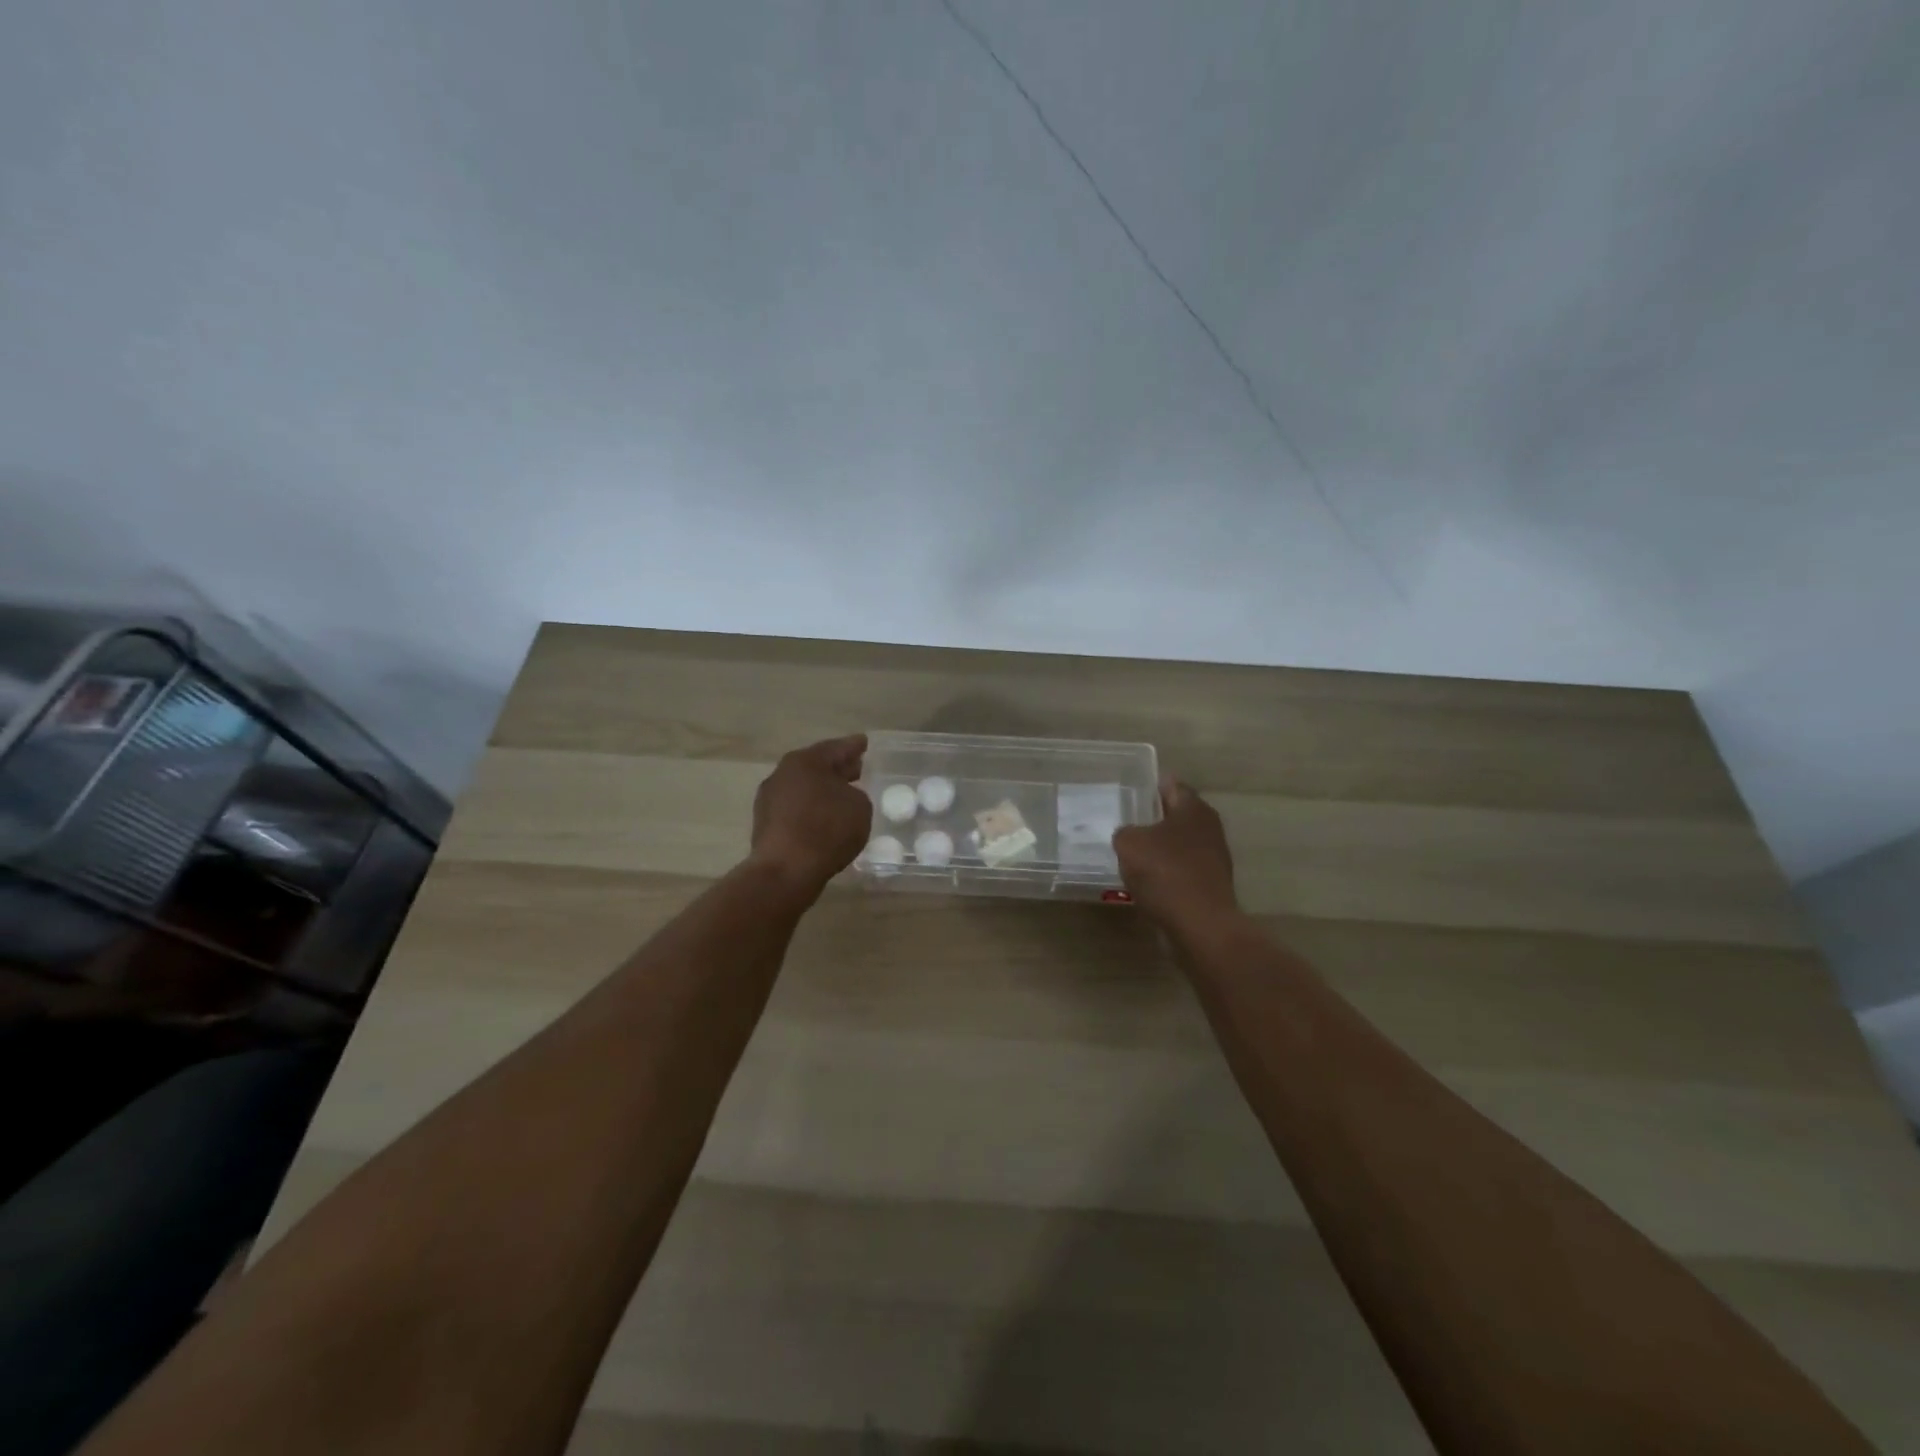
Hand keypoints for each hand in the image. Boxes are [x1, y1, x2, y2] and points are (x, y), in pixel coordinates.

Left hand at [747, 734, 870, 899]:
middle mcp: (783, 774)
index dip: (854, 746)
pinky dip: (812, 810)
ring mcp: (770, 800)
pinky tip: (826, 820)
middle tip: (858, 769)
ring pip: (804, 788)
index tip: (864, 743)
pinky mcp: (766, 825)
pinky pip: (796, 810)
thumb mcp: (860, 807)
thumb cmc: (827, 830)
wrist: (785, 871)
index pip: (836, 748)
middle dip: (838, 768)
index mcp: (805, 761)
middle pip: (816, 766)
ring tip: (844, 797)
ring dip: (823, 791)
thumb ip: (856, 795)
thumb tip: (844, 798)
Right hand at [1113, 777, 1238, 925]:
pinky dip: (1166, 871)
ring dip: (1160, 847)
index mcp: (1193, 808)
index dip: (1152, 786)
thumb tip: (1128, 836)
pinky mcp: (1211, 885)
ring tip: (1132, 853)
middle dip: (1154, 818)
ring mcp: (1214, 858)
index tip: (1132, 791)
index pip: (1172, 785)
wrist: (1200, 924)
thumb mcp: (1129, 844)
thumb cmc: (1165, 872)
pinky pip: (1182, 869)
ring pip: (1180, 844)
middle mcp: (1209, 827)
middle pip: (1177, 815)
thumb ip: (1124, 832)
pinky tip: (1147, 880)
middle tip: (1126, 822)